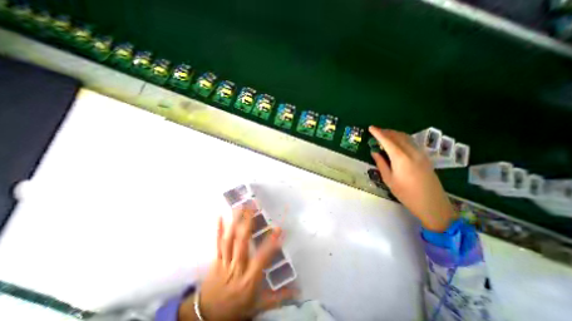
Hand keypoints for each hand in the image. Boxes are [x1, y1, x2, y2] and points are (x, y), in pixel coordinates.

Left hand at [179, 204, 294, 319]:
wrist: (206, 317)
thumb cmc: (236, 308)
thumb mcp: (259, 305)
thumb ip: (279, 297)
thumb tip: (298, 291)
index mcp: (249, 279)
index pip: (262, 258)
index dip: (270, 243)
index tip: (278, 228)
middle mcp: (237, 268)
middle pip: (242, 243)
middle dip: (247, 224)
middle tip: (252, 208)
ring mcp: (224, 262)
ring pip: (229, 240)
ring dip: (235, 222)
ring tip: (240, 207)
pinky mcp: (216, 260)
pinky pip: (218, 244)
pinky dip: (219, 230)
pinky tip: (219, 216)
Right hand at [369, 124, 458, 230]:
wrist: (433, 204)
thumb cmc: (406, 194)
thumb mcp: (389, 180)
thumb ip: (381, 164)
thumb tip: (374, 152)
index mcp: (401, 158)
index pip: (387, 141)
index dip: (378, 133)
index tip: (370, 128)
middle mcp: (412, 152)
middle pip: (398, 136)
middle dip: (386, 132)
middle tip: (376, 132)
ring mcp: (421, 154)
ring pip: (406, 137)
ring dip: (394, 134)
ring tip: (385, 136)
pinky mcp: (425, 157)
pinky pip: (412, 142)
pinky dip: (402, 139)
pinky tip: (397, 143)